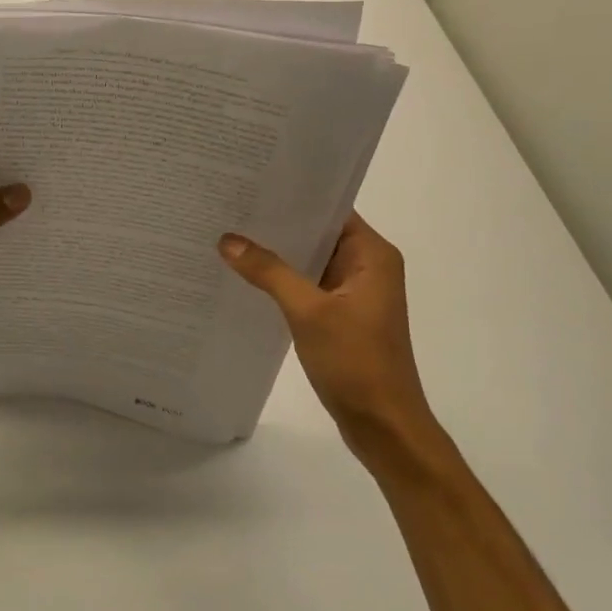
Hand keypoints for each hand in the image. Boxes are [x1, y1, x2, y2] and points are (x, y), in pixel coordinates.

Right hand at [219, 214, 438, 461]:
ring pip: (309, 260)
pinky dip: (281, 279)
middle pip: (317, 233)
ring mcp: (353, 292)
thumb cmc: (356, 363)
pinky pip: (306, 285)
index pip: (330, 209)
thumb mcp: (308, 311)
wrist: (383, 426)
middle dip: (277, 224)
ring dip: (277, 253)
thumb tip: (227, 240)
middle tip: (229, 206)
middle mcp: (367, 266)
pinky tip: (245, 275)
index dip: (293, 196)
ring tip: (229, 234)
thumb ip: (269, 272)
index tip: (252, 183)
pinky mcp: (340, 315)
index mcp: (372, 255)